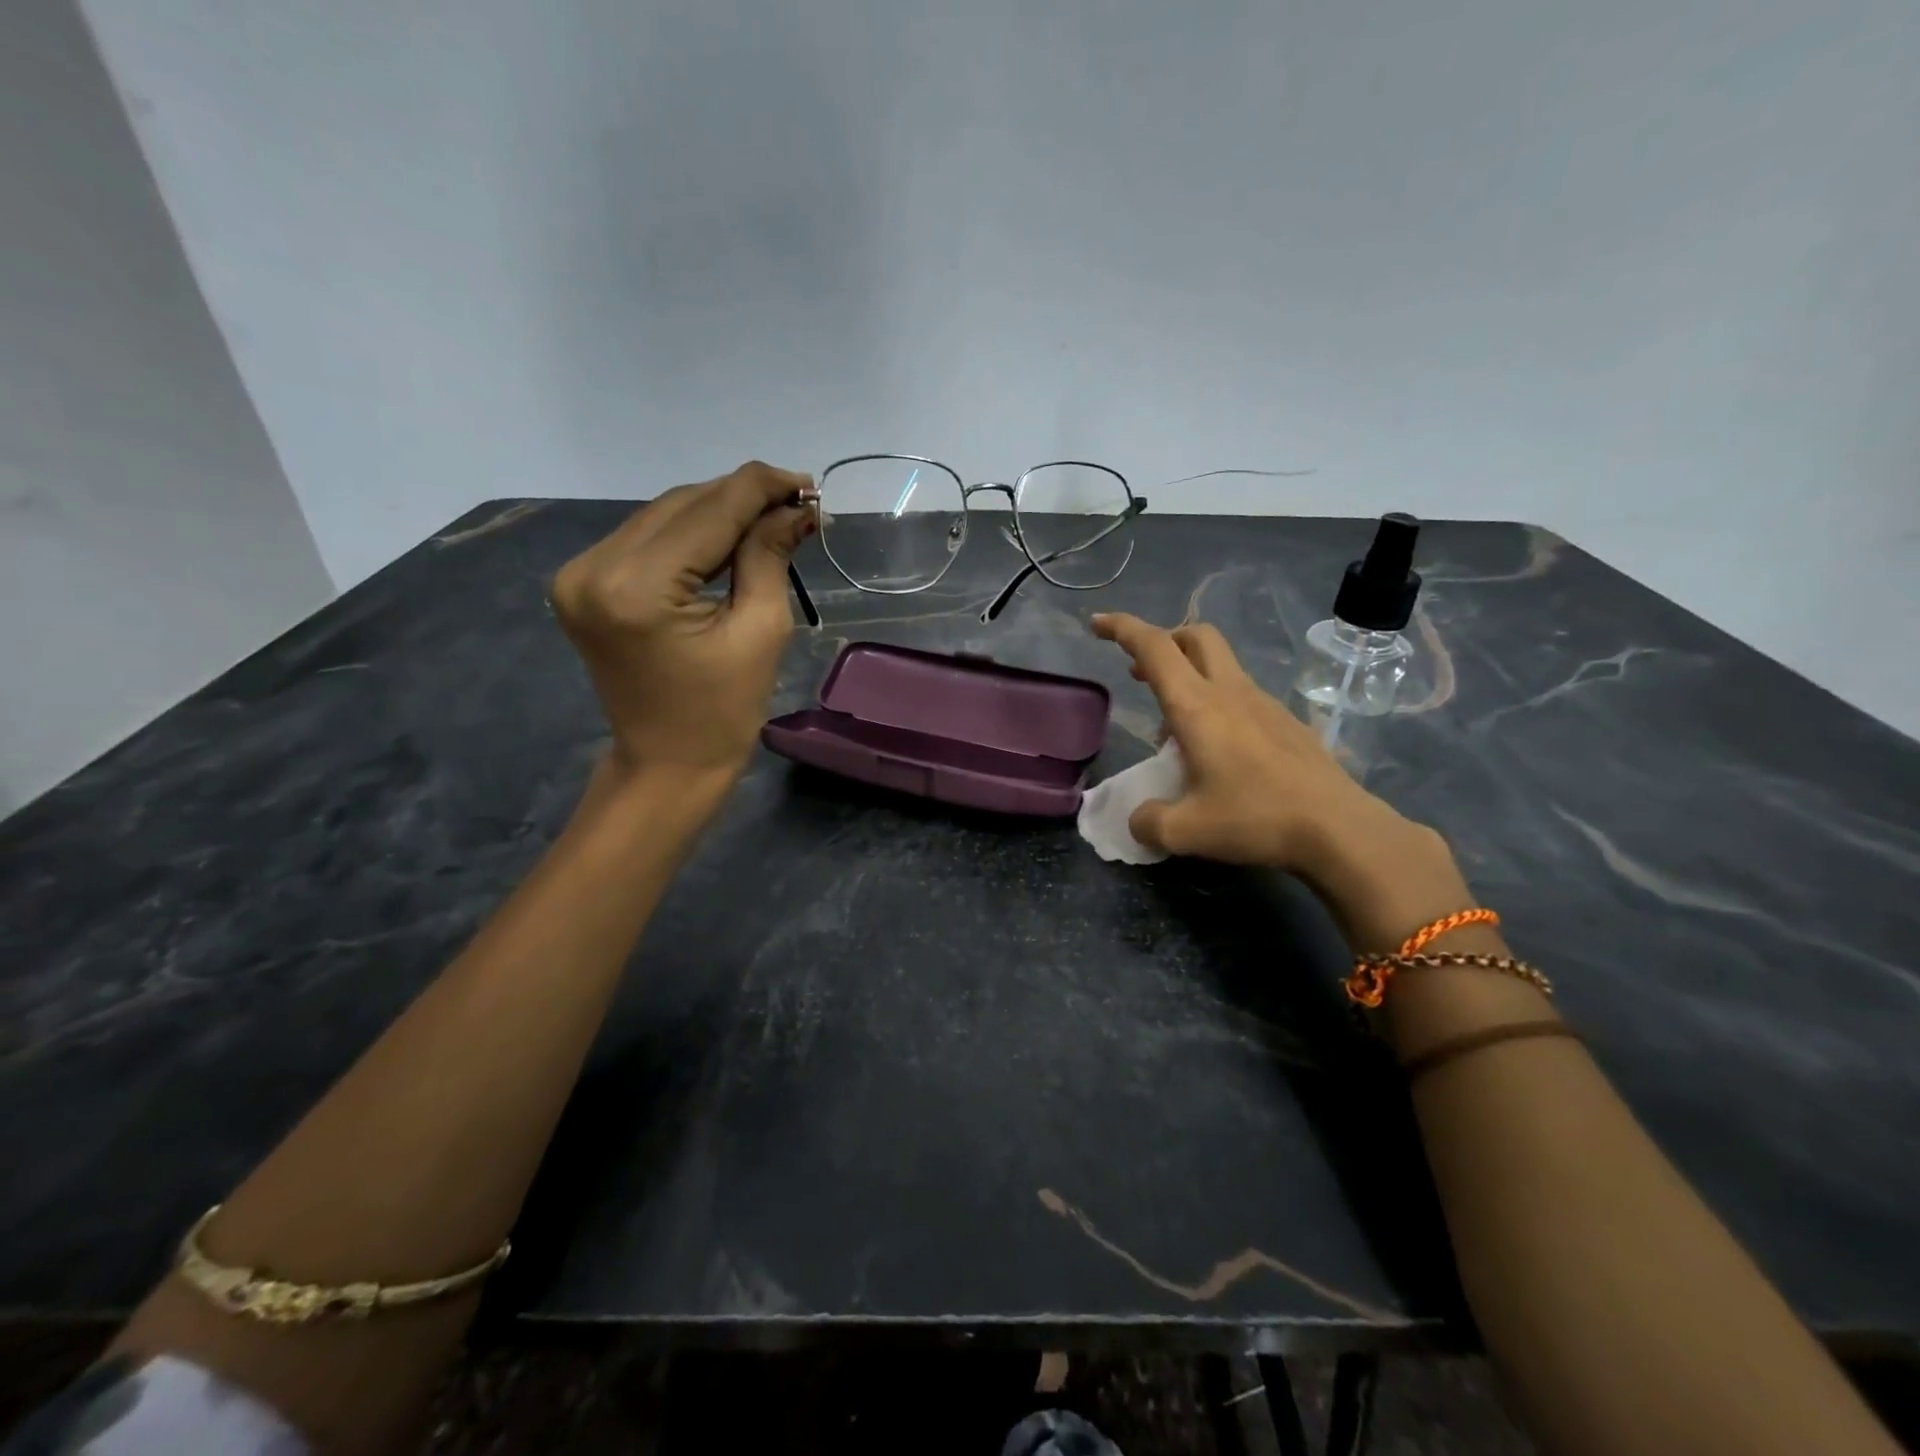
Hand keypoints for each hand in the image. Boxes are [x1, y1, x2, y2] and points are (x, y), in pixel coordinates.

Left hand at [551, 462, 813, 783]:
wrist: (667, 764)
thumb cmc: (723, 711)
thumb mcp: (761, 631)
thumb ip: (769, 556)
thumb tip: (796, 508)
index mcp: (638, 587)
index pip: (710, 510)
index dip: (763, 488)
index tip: (809, 485)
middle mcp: (594, 567)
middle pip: (682, 504)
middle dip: (742, 498)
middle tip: (796, 503)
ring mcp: (579, 573)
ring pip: (662, 515)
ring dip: (717, 512)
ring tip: (770, 519)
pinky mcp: (581, 583)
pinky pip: (645, 539)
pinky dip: (689, 534)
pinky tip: (727, 538)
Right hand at [1090, 613, 1470, 948]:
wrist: (1339, 829)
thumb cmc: (1255, 819)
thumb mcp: (1184, 831)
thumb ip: (1148, 821)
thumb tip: (1139, 819)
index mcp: (1197, 707)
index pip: (1154, 647)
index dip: (1122, 628)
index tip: (1097, 623)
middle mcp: (1230, 693)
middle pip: (1196, 636)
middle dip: (1164, 641)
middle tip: (1141, 671)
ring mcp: (1264, 704)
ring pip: (1220, 666)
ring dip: (1189, 678)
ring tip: (1174, 734)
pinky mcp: (1287, 722)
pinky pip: (1241, 696)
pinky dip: (1217, 705)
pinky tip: (1218, 753)